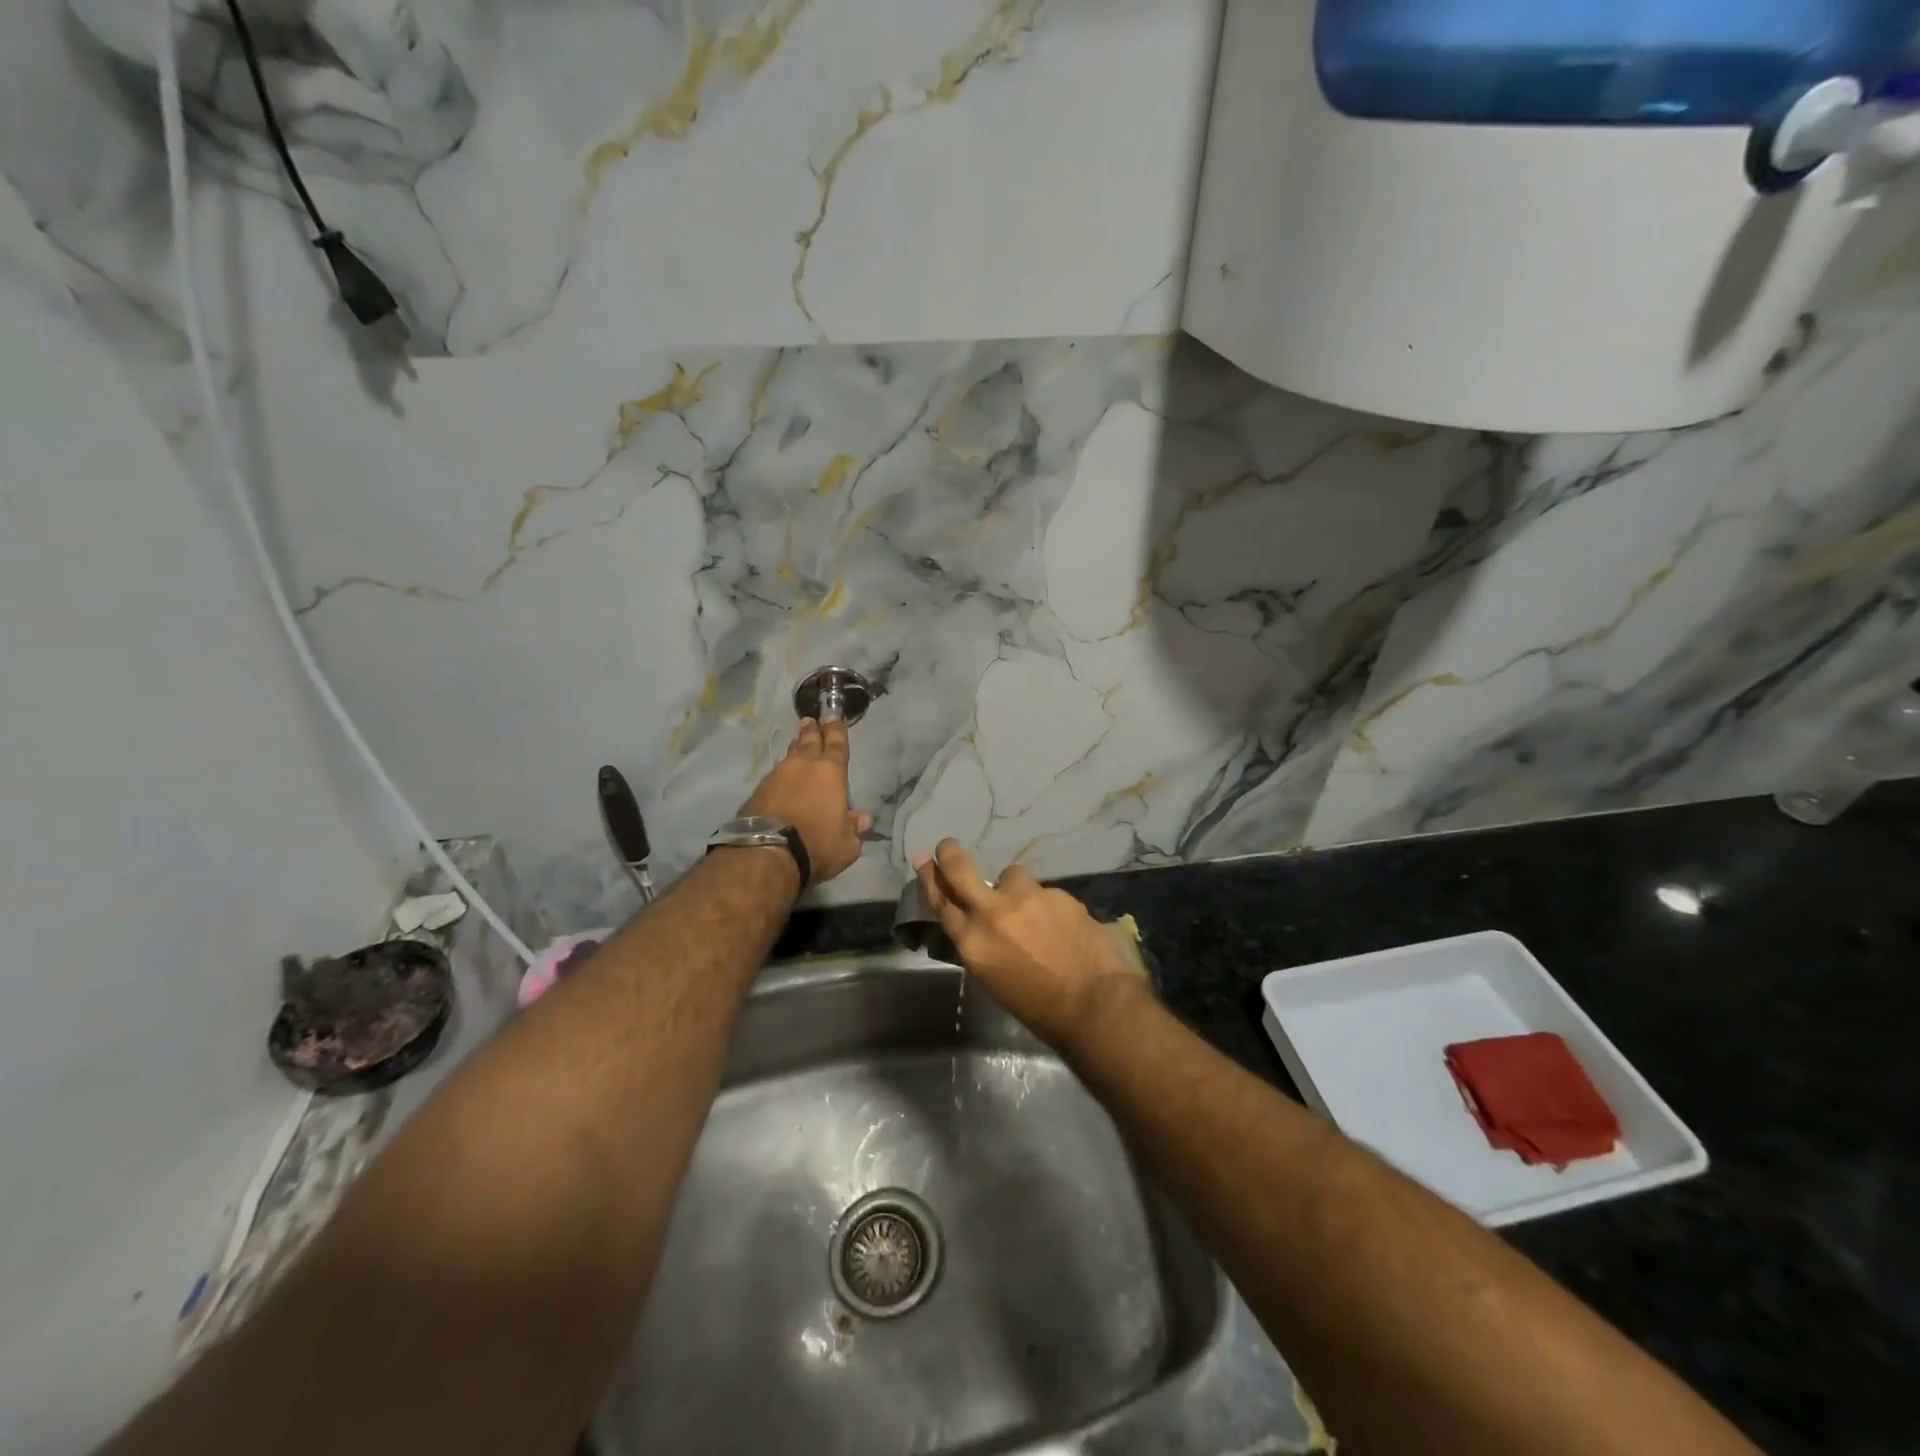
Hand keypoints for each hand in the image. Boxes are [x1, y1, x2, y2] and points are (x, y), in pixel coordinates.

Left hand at [740, 717, 871, 884]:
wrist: (767, 851)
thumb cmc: (816, 843)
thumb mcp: (846, 844)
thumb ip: (854, 829)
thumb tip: (861, 819)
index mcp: (831, 773)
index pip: (836, 745)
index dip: (836, 730)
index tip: (833, 715)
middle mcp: (804, 766)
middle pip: (809, 741)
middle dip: (812, 730)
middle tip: (811, 720)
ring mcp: (778, 775)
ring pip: (790, 755)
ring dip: (795, 747)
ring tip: (797, 740)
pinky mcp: (759, 789)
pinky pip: (775, 772)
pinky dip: (782, 770)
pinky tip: (782, 773)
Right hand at [913, 839, 1147, 1045]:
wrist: (1095, 1003)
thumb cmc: (1039, 1009)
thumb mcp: (994, 981)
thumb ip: (982, 946)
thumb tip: (979, 926)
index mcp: (972, 943)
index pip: (941, 903)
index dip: (929, 880)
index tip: (923, 861)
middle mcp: (992, 913)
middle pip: (961, 872)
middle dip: (950, 855)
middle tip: (947, 845)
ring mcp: (1026, 898)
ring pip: (1012, 877)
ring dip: (1017, 889)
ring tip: (1036, 913)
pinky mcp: (1056, 893)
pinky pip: (1045, 893)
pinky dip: (1049, 906)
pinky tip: (1064, 927)